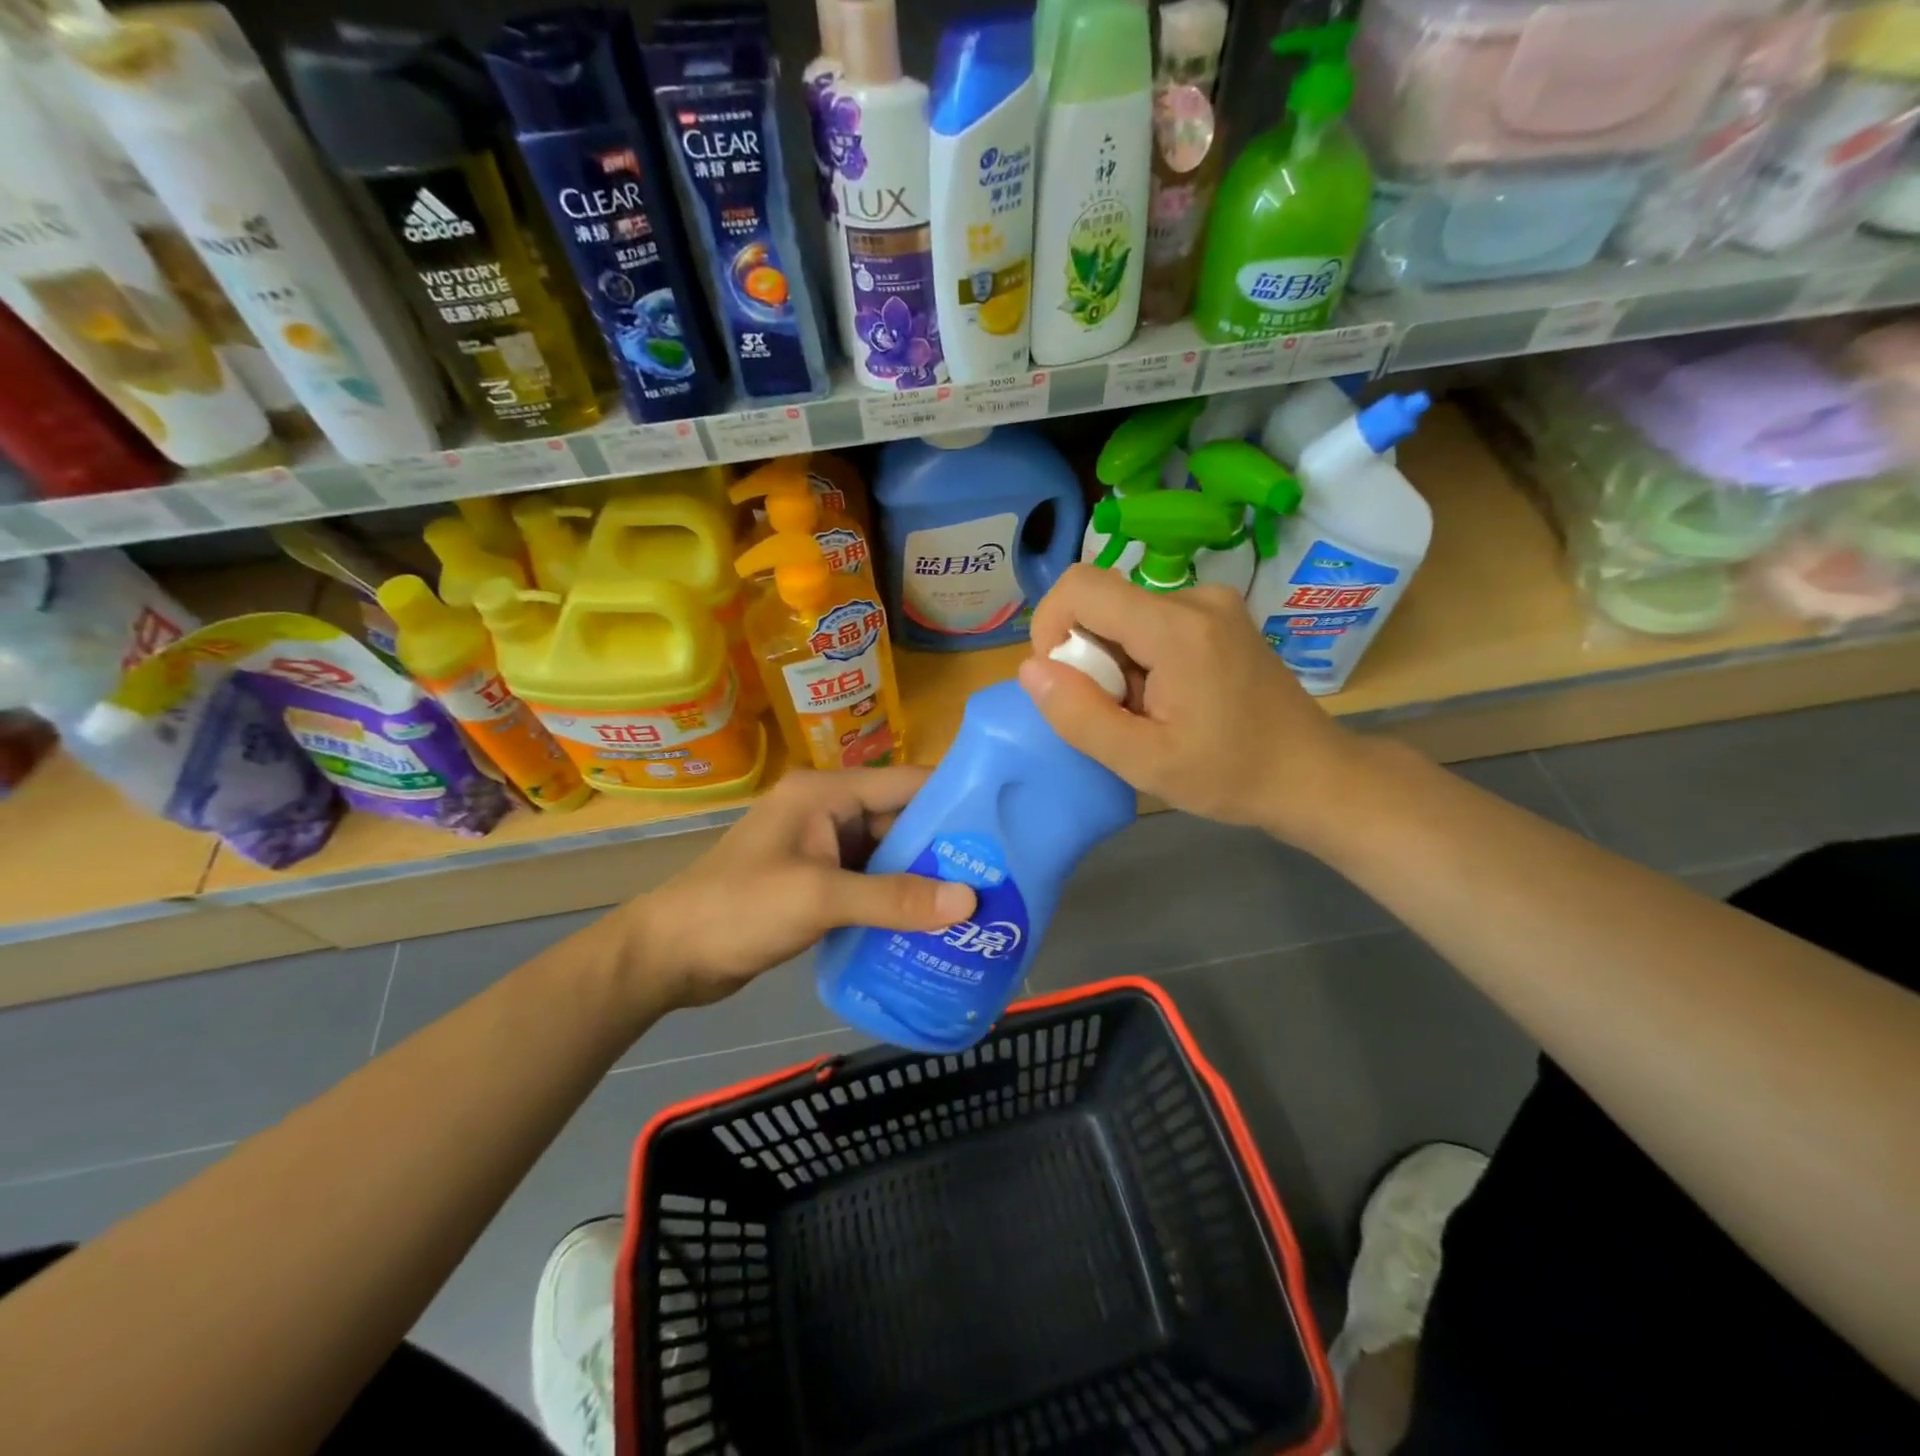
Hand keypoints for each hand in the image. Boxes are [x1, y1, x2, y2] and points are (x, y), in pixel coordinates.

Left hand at [629, 767, 975, 1007]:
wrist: (668, 956)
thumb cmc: (739, 909)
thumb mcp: (819, 899)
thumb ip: (893, 898)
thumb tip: (969, 901)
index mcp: (825, 793)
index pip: (904, 783)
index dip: (954, 798)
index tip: (1005, 822)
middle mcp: (827, 811)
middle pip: (899, 821)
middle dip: (944, 847)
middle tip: (998, 874)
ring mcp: (820, 848)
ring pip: (886, 855)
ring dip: (922, 878)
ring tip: (977, 901)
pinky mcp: (816, 882)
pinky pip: (868, 882)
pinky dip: (896, 899)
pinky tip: (931, 923)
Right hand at [1019, 564, 1363, 844]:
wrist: (1312, 775)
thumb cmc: (1231, 775)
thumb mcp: (1144, 762)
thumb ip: (1079, 715)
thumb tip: (1029, 669)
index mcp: (1176, 628)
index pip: (1080, 587)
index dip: (1051, 628)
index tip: (1065, 682)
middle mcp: (1195, 597)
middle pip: (1102, 602)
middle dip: (1088, 657)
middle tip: (1119, 712)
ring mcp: (1212, 602)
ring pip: (1123, 615)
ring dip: (1114, 662)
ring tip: (1149, 712)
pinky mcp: (1218, 616)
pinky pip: (1150, 621)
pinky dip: (1139, 657)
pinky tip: (1168, 699)